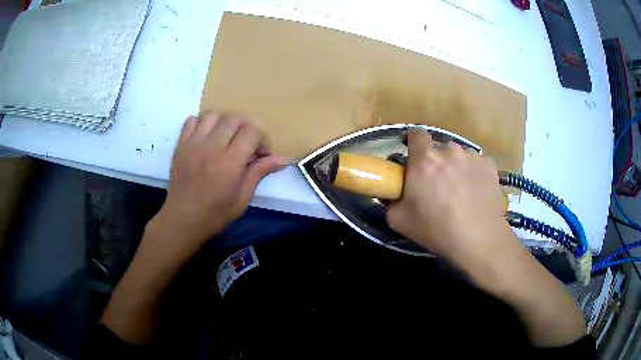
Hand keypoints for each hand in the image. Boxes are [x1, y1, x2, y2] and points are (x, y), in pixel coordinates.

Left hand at [150, 112, 287, 259]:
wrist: (183, 219)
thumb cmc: (215, 214)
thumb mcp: (243, 198)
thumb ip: (260, 172)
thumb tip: (284, 159)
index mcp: (230, 162)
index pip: (252, 130)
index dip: (262, 139)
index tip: (261, 154)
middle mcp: (211, 147)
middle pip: (234, 117)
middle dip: (246, 128)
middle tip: (245, 145)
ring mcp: (193, 143)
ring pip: (214, 114)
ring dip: (224, 123)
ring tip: (225, 139)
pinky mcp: (180, 144)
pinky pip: (193, 120)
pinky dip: (203, 124)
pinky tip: (206, 138)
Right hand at [386, 129, 514, 274]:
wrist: (478, 239)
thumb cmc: (436, 230)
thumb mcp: (399, 221)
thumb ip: (391, 201)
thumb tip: (393, 194)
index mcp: (424, 160)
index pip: (416, 134)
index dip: (414, 143)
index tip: (415, 158)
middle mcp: (449, 151)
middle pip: (439, 150)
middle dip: (436, 163)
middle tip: (438, 187)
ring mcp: (472, 156)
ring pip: (459, 157)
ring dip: (456, 168)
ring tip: (461, 193)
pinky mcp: (489, 165)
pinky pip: (477, 165)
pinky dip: (474, 175)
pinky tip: (476, 194)